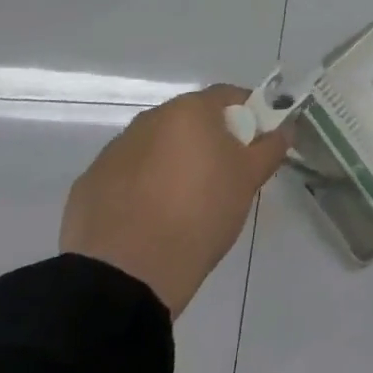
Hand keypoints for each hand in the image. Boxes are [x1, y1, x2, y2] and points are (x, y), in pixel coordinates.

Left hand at [60, 84, 287, 315]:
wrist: (124, 277)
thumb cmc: (199, 215)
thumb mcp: (248, 181)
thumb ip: (270, 148)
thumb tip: (285, 128)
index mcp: (189, 111)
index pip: (227, 96)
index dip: (248, 115)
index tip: (256, 143)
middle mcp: (148, 120)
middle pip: (189, 120)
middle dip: (208, 140)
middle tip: (223, 176)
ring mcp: (113, 152)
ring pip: (155, 147)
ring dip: (172, 163)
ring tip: (182, 205)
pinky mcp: (87, 185)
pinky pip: (126, 177)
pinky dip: (140, 188)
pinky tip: (148, 221)